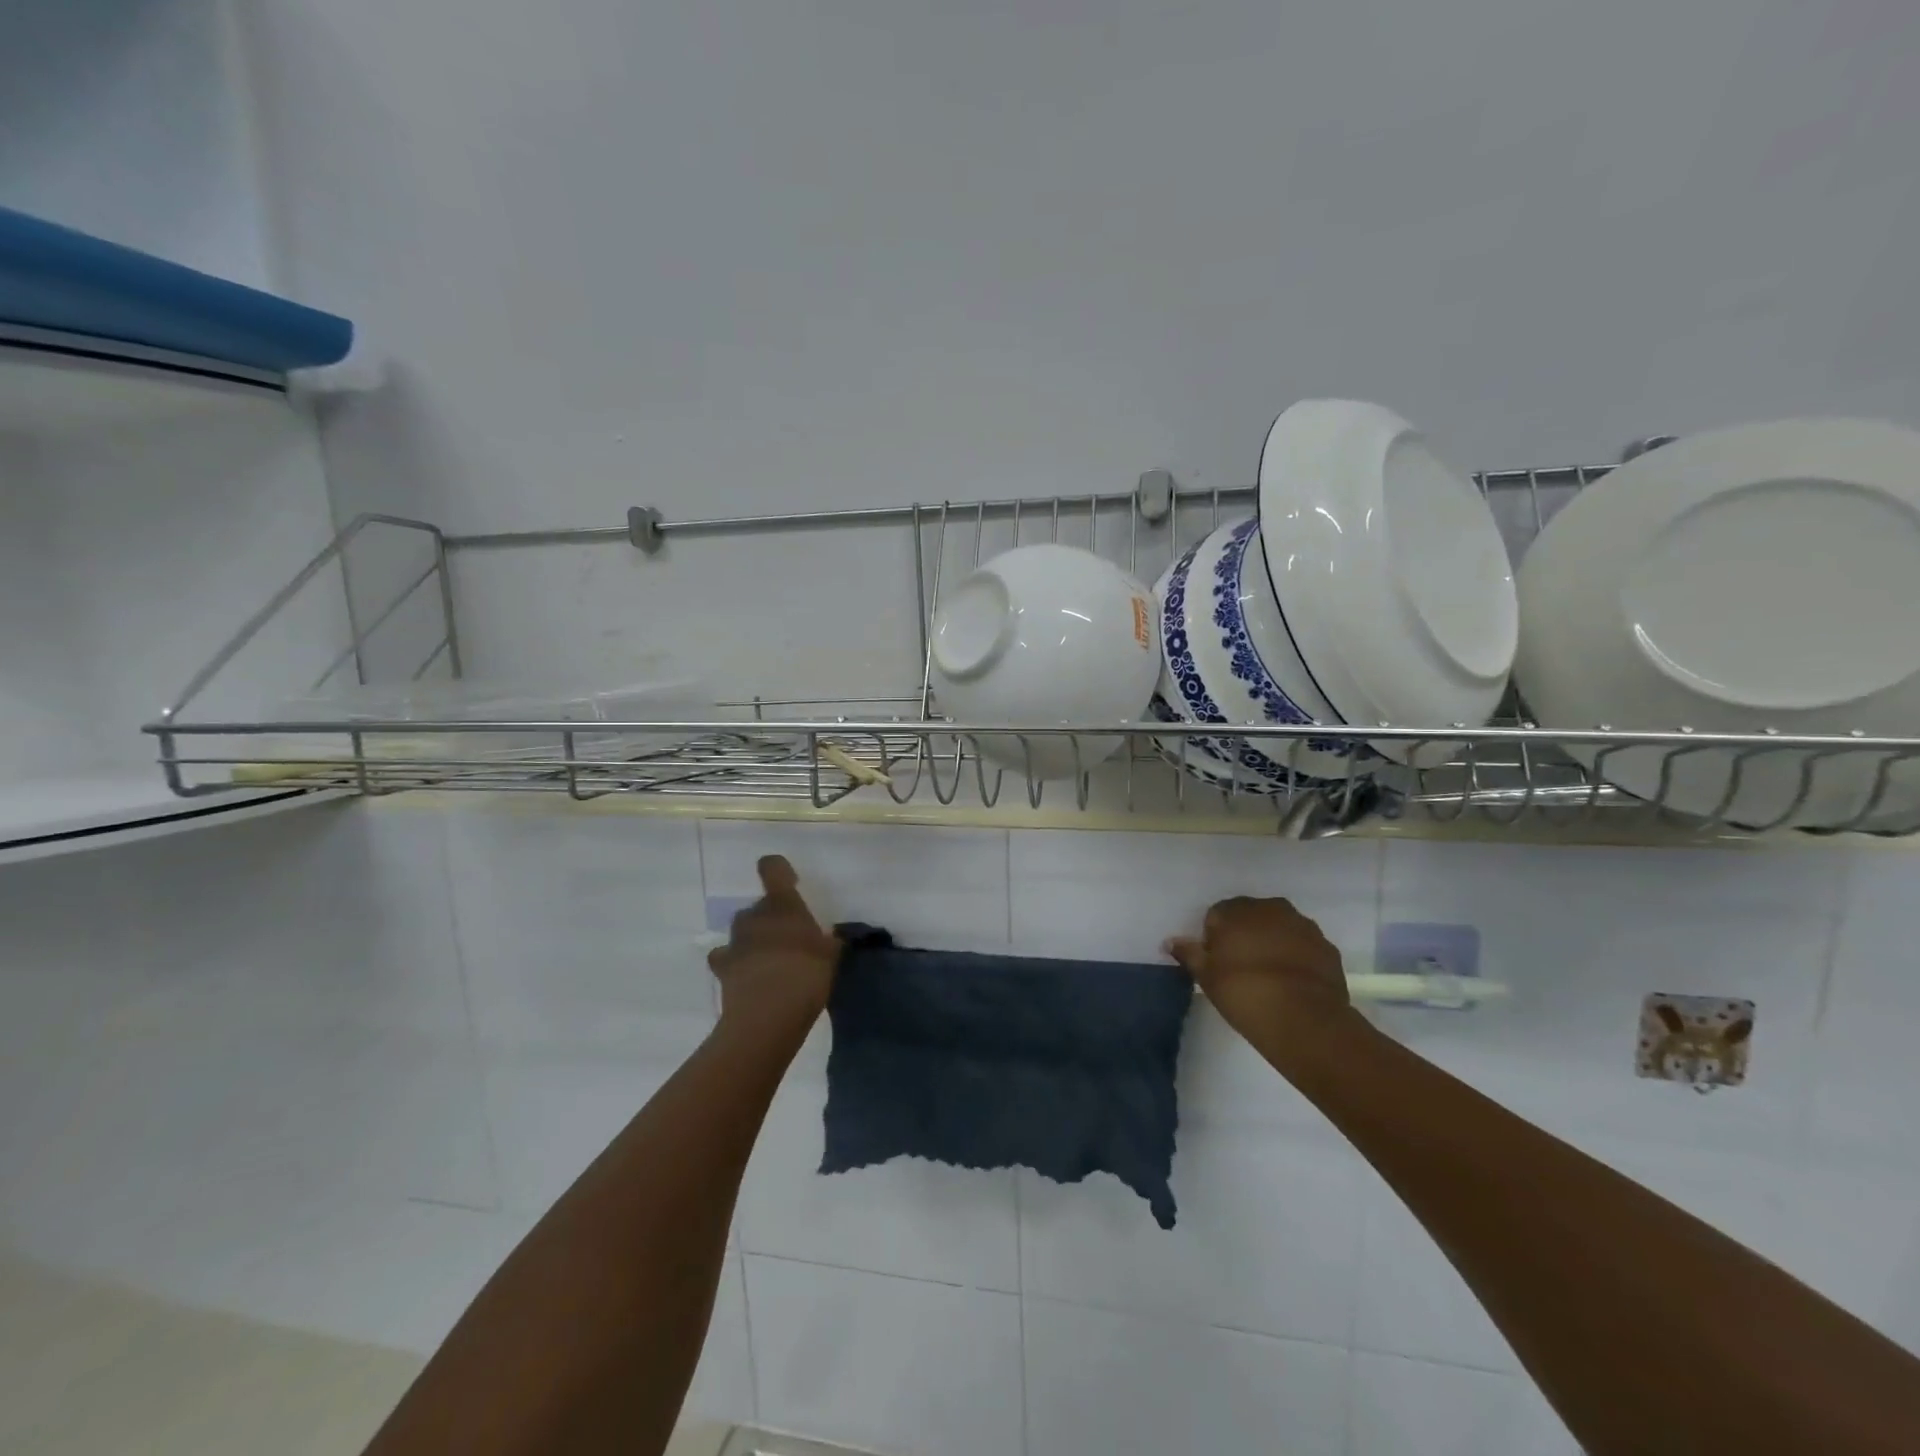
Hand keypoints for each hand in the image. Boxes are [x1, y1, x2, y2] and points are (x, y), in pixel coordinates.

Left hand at [709, 855, 839, 1032]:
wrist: (767, 1014)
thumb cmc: (806, 974)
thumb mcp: (830, 956)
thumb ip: (827, 942)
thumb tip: (829, 939)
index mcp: (782, 904)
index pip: (772, 869)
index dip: (779, 871)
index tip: (791, 883)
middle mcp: (754, 916)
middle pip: (759, 906)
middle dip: (771, 918)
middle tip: (790, 939)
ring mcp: (735, 942)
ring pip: (743, 931)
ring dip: (754, 941)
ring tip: (772, 963)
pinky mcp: (721, 969)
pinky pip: (727, 958)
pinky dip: (736, 964)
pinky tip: (749, 978)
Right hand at [1165, 896, 1352, 1039]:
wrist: (1304, 1018)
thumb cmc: (1244, 992)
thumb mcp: (1206, 976)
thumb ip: (1189, 954)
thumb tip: (1171, 941)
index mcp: (1237, 910)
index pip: (1218, 915)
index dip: (1215, 938)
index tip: (1217, 963)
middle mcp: (1271, 908)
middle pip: (1251, 917)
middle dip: (1246, 935)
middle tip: (1241, 968)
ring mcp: (1303, 926)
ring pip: (1281, 929)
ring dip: (1273, 943)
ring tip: (1269, 977)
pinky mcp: (1328, 947)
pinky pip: (1304, 947)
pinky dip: (1297, 958)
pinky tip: (1292, 983)